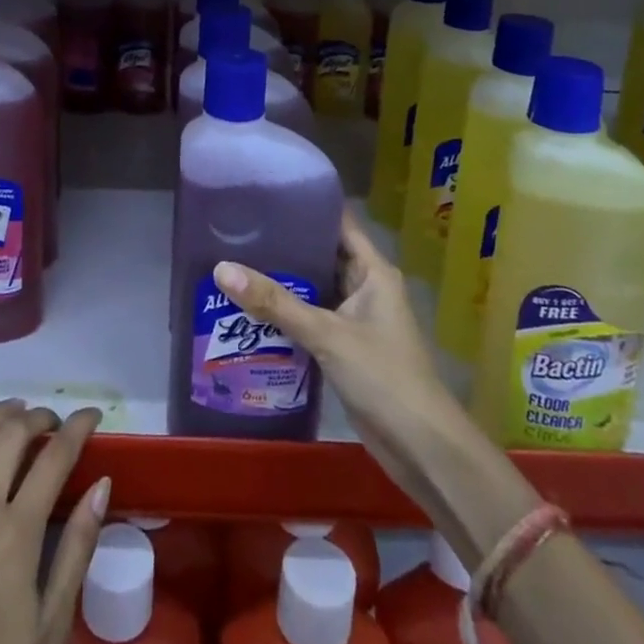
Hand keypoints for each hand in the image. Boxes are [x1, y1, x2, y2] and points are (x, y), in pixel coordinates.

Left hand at [0, 398, 107, 643]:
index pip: (54, 458)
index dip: (77, 428)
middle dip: (38, 418)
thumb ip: (76, 549)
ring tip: (16, 410)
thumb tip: (101, 484)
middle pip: (10, 438)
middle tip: (56, 422)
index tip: (93, 415)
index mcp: (15, 534)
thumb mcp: (52, 626)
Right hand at [215, 208, 466, 519]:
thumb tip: (221, 269)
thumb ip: (275, 303)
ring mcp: (356, 319)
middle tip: (238, 230)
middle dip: (285, 245)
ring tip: (236, 263)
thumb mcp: (326, 334)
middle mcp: (366, 287)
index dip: (306, 205)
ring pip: (314, 289)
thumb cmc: (383, 376)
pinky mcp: (346, 347)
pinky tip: (252, 309)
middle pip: (322, 254)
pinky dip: (287, 313)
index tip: (265, 194)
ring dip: (283, 282)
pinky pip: (312, 318)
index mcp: (373, 271)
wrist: (421, 448)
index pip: (338, 223)